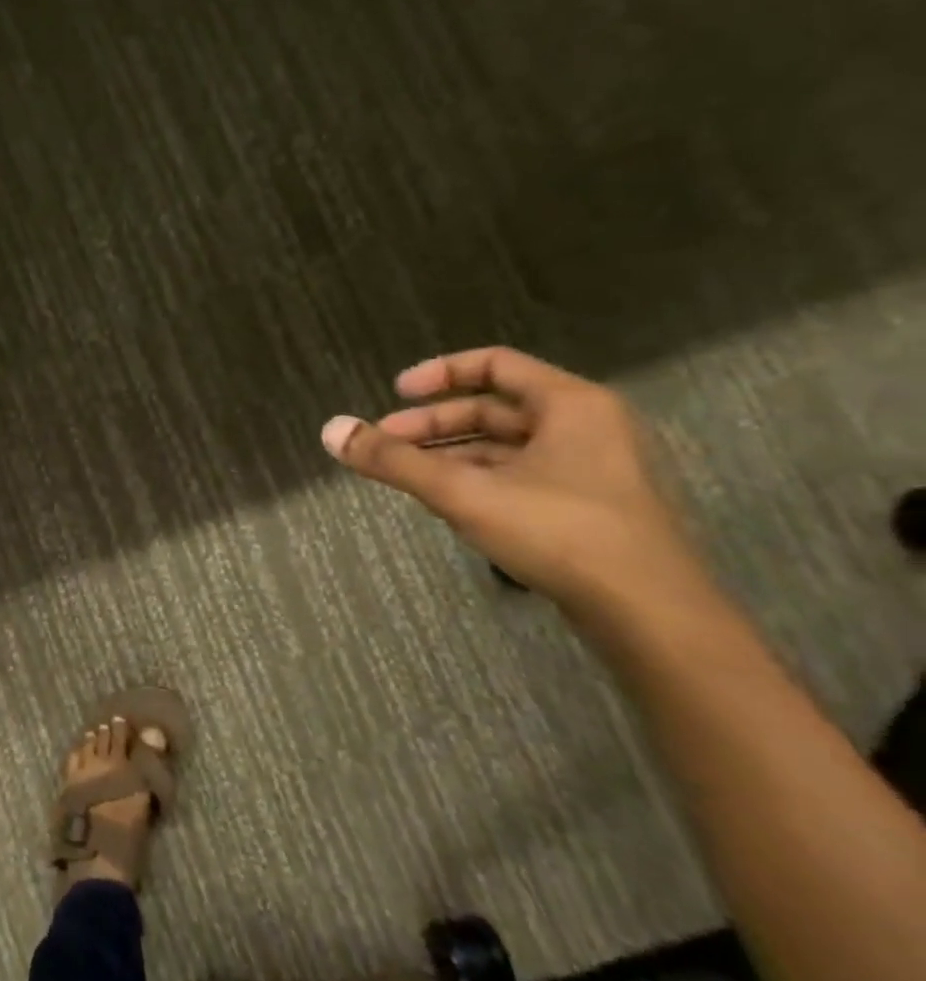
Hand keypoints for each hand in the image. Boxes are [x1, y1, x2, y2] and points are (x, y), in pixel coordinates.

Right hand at [321, 347, 712, 617]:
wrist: (650, 615)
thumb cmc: (559, 533)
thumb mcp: (464, 492)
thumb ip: (394, 461)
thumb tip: (331, 430)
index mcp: (570, 404)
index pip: (494, 365)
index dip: (438, 374)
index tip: (394, 394)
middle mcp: (587, 427)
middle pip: (494, 409)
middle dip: (433, 425)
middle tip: (384, 445)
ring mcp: (593, 469)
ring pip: (505, 447)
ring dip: (451, 455)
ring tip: (406, 476)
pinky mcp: (589, 507)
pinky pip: (521, 476)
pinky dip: (478, 479)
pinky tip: (449, 503)